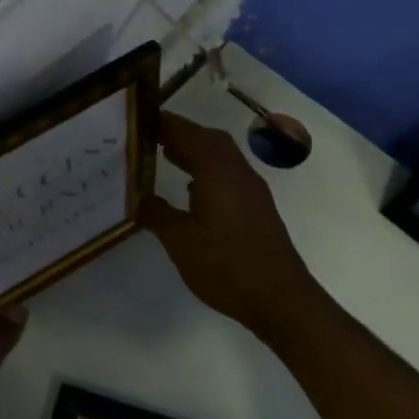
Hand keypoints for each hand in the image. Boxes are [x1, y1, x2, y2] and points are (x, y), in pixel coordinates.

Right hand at [143, 111, 319, 345]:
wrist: (280, 300)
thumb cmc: (225, 265)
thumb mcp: (179, 240)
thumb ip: (156, 213)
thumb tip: (137, 197)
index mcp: (218, 171)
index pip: (188, 133)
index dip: (165, 123)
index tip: (140, 119)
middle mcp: (238, 173)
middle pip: (209, 139)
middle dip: (181, 133)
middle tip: (151, 136)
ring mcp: (252, 191)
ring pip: (221, 157)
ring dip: (196, 152)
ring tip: (165, 155)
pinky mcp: (257, 209)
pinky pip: (228, 175)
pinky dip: (207, 171)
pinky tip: (191, 189)